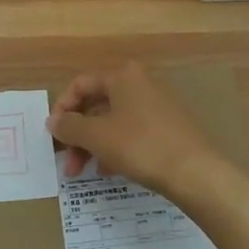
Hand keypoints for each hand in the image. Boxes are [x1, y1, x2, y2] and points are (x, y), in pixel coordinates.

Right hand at [48, 62, 222, 198]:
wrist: (195, 172)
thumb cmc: (140, 145)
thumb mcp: (97, 137)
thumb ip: (70, 127)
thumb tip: (53, 122)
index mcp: (122, 76)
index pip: (80, 84)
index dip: (62, 109)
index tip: (53, 136)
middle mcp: (140, 83)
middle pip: (97, 104)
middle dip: (78, 134)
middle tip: (67, 163)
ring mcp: (157, 104)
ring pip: (114, 121)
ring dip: (94, 144)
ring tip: (85, 171)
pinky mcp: (169, 126)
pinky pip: (132, 131)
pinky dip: (116, 147)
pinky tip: (110, 170)